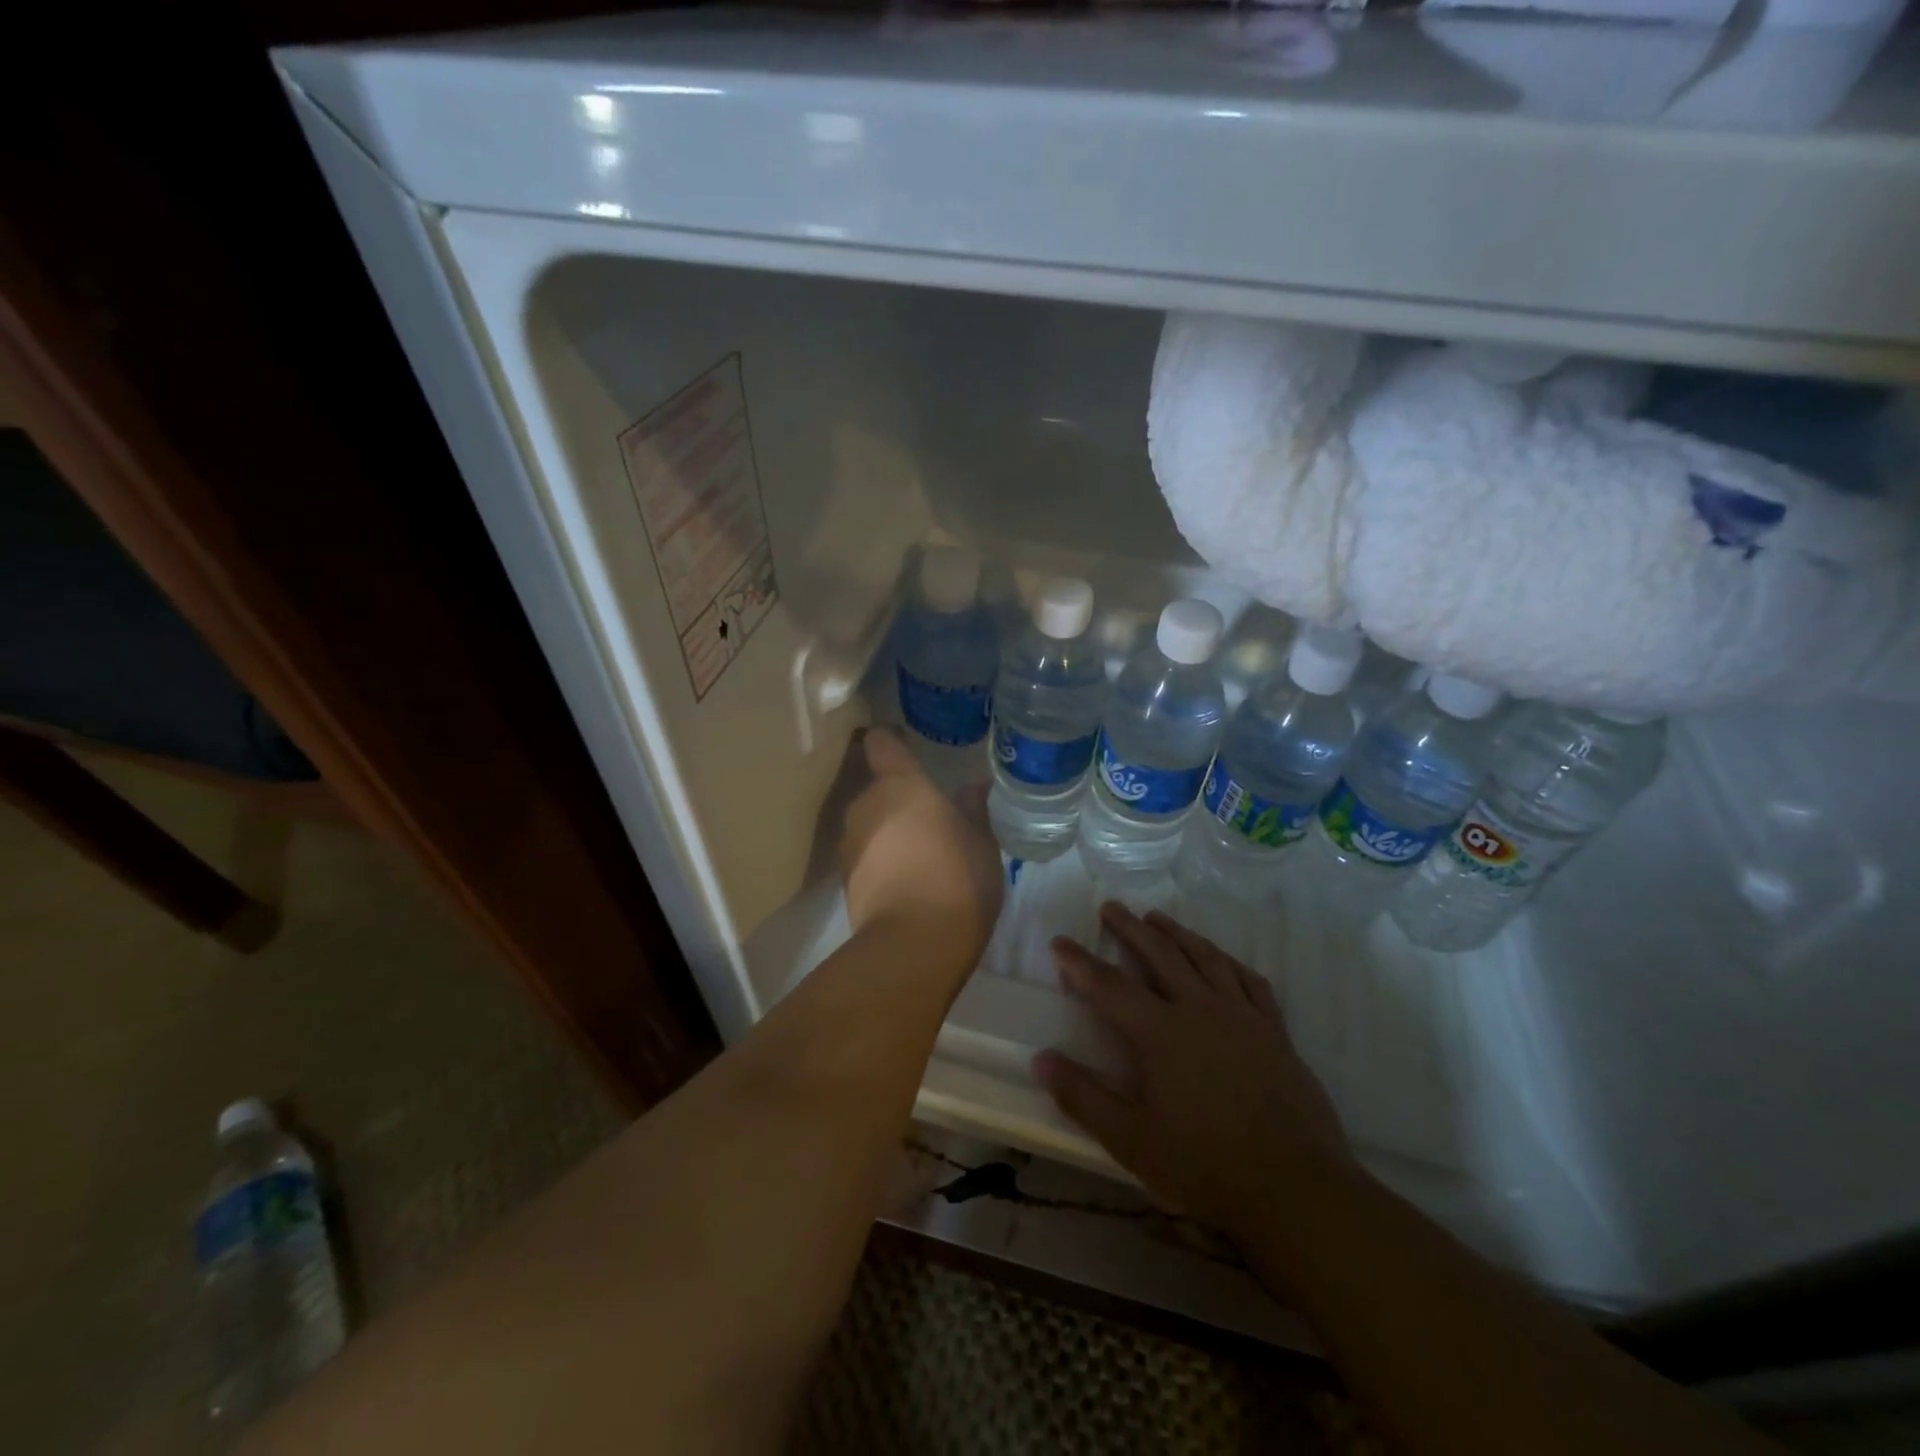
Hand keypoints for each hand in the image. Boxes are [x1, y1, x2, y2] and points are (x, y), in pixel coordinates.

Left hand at [838, 728, 1003, 954]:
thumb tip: (973, 785)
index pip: (881, 742)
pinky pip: (864, 855)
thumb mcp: (981, 842)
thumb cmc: (956, 879)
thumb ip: (973, 808)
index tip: (906, 744)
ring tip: (918, 852)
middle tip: (929, 814)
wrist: (913, 945)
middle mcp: (866, 805)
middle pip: (876, 787)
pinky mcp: (844, 879)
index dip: (891, 740)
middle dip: (898, 797)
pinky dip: (880, 859)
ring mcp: (849, 843)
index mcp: (901, 785)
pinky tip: (905, 880)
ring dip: (888, 830)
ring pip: (869, 823)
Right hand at [1034, 903, 1358, 1241]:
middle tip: (1111, 906)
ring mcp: (1242, 1016)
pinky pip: (1251, 981)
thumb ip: (1083, 1097)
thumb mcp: (1131, 1141)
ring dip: (1177, 933)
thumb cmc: (1205, 1166)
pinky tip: (1221, 957)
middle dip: (1130, 928)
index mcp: (1160, 1033)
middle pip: (1160, 955)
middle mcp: (1200, 1010)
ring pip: (1205, 958)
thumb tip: (1041, 1059)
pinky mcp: (1275, 1031)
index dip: (1080, 962)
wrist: (1295, 1189)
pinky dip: (1229, 961)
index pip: (1109, 986)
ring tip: (1157, 917)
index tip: (1060, 941)